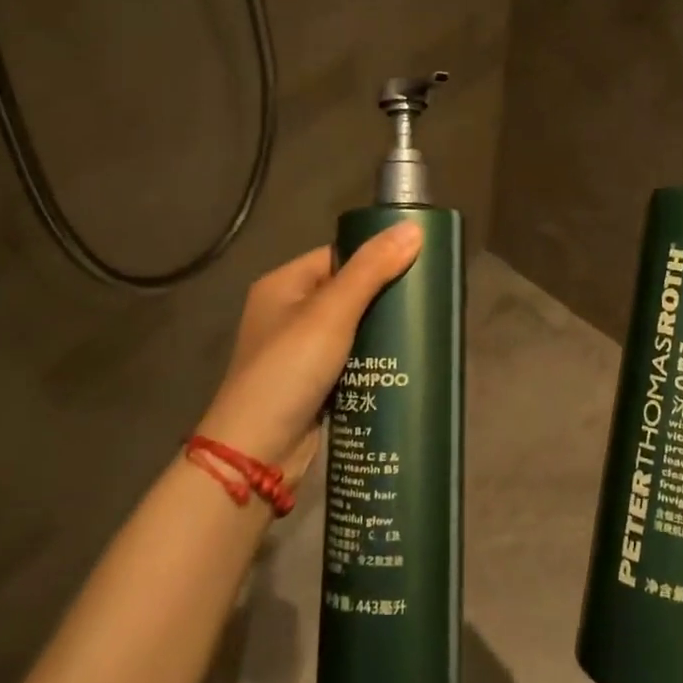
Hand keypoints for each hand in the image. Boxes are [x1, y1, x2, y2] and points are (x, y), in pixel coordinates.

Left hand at [196, 222, 422, 484]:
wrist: (255, 455)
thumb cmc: (288, 370)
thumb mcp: (331, 313)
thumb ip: (372, 270)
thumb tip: (415, 227)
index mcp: (284, 285)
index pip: (339, 255)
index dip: (375, 256)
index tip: (418, 262)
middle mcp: (288, 313)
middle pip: (348, 291)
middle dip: (385, 296)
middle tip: (427, 300)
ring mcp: (299, 351)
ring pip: (353, 328)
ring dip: (382, 330)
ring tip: (424, 329)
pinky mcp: (312, 384)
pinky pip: (350, 359)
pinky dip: (373, 359)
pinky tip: (404, 361)